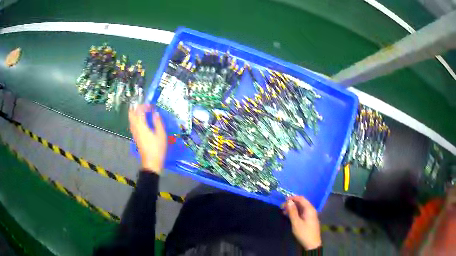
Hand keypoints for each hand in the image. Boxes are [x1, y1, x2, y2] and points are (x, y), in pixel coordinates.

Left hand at [129, 105, 166, 173]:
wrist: (151, 162)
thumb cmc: (157, 148)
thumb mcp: (161, 134)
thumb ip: (158, 122)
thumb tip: (155, 113)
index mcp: (141, 126)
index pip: (140, 111)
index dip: (144, 106)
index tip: (151, 105)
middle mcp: (135, 128)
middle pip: (131, 114)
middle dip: (136, 108)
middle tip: (144, 106)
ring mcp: (134, 133)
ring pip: (131, 119)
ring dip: (135, 113)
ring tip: (143, 111)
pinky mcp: (135, 137)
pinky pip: (132, 124)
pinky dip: (135, 119)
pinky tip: (141, 121)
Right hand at [282, 196, 321, 249]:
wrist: (312, 244)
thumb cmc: (304, 233)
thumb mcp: (296, 222)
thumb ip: (292, 211)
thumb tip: (289, 201)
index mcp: (309, 209)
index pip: (301, 199)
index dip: (293, 198)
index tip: (283, 200)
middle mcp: (311, 210)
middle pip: (301, 203)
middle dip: (291, 204)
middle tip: (281, 207)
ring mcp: (310, 215)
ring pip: (301, 208)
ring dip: (292, 209)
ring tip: (283, 212)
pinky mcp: (309, 220)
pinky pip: (301, 213)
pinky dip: (295, 213)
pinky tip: (289, 216)